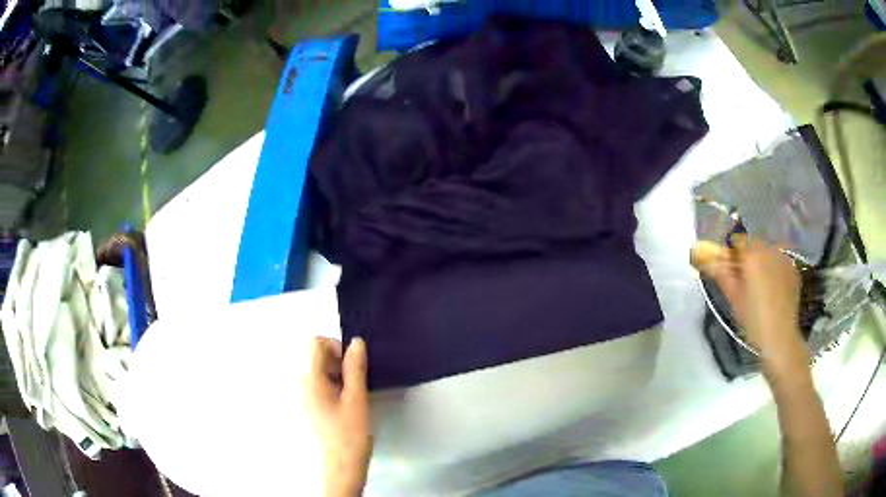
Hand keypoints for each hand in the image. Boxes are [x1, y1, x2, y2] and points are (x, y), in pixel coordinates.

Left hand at [306, 337, 371, 496]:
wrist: (342, 464)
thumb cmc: (350, 432)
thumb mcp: (357, 398)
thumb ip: (355, 368)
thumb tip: (356, 342)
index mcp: (310, 379)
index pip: (316, 343)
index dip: (336, 347)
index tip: (352, 365)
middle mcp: (301, 384)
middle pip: (316, 356)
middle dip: (338, 361)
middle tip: (355, 382)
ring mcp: (303, 396)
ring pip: (319, 370)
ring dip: (337, 374)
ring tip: (352, 394)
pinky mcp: (308, 406)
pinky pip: (318, 384)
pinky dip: (332, 386)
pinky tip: (345, 403)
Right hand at [693, 236, 808, 379]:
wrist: (779, 337)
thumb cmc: (753, 319)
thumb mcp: (733, 298)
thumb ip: (720, 273)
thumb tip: (705, 259)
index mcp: (753, 254)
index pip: (739, 240)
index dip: (732, 253)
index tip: (729, 269)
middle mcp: (770, 250)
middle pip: (755, 245)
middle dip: (748, 257)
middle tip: (743, 279)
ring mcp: (784, 259)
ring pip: (768, 252)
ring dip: (762, 262)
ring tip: (759, 285)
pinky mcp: (794, 270)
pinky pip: (779, 262)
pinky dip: (774, 269)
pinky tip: (772, 289)